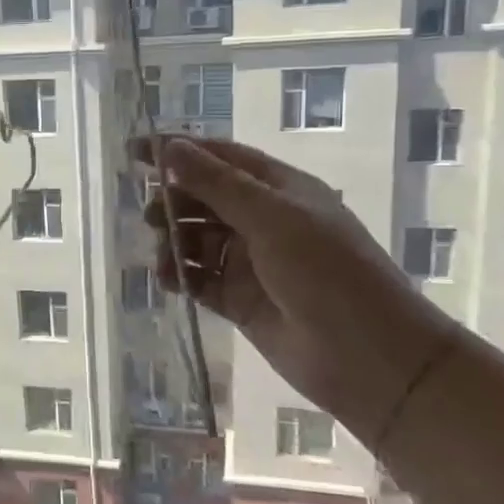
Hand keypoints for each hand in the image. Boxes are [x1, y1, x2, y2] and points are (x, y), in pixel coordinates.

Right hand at [133, 137, 451, 443]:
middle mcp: (264, 220)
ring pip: (198, 239)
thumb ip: (217, 184)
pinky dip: (181, 275)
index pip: (221, 158)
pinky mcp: (240, 300)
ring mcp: (251, 262)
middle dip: (174, 200)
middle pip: (206, 198)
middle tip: (149, 214)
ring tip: (161, 255)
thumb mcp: (272, 218)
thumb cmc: (326, 272)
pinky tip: (168, 279)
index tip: (135, 151)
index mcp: (280, 189)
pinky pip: (200, 279)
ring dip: (174, 241)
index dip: (178, 151)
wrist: (368, 356)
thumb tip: (169, 147)